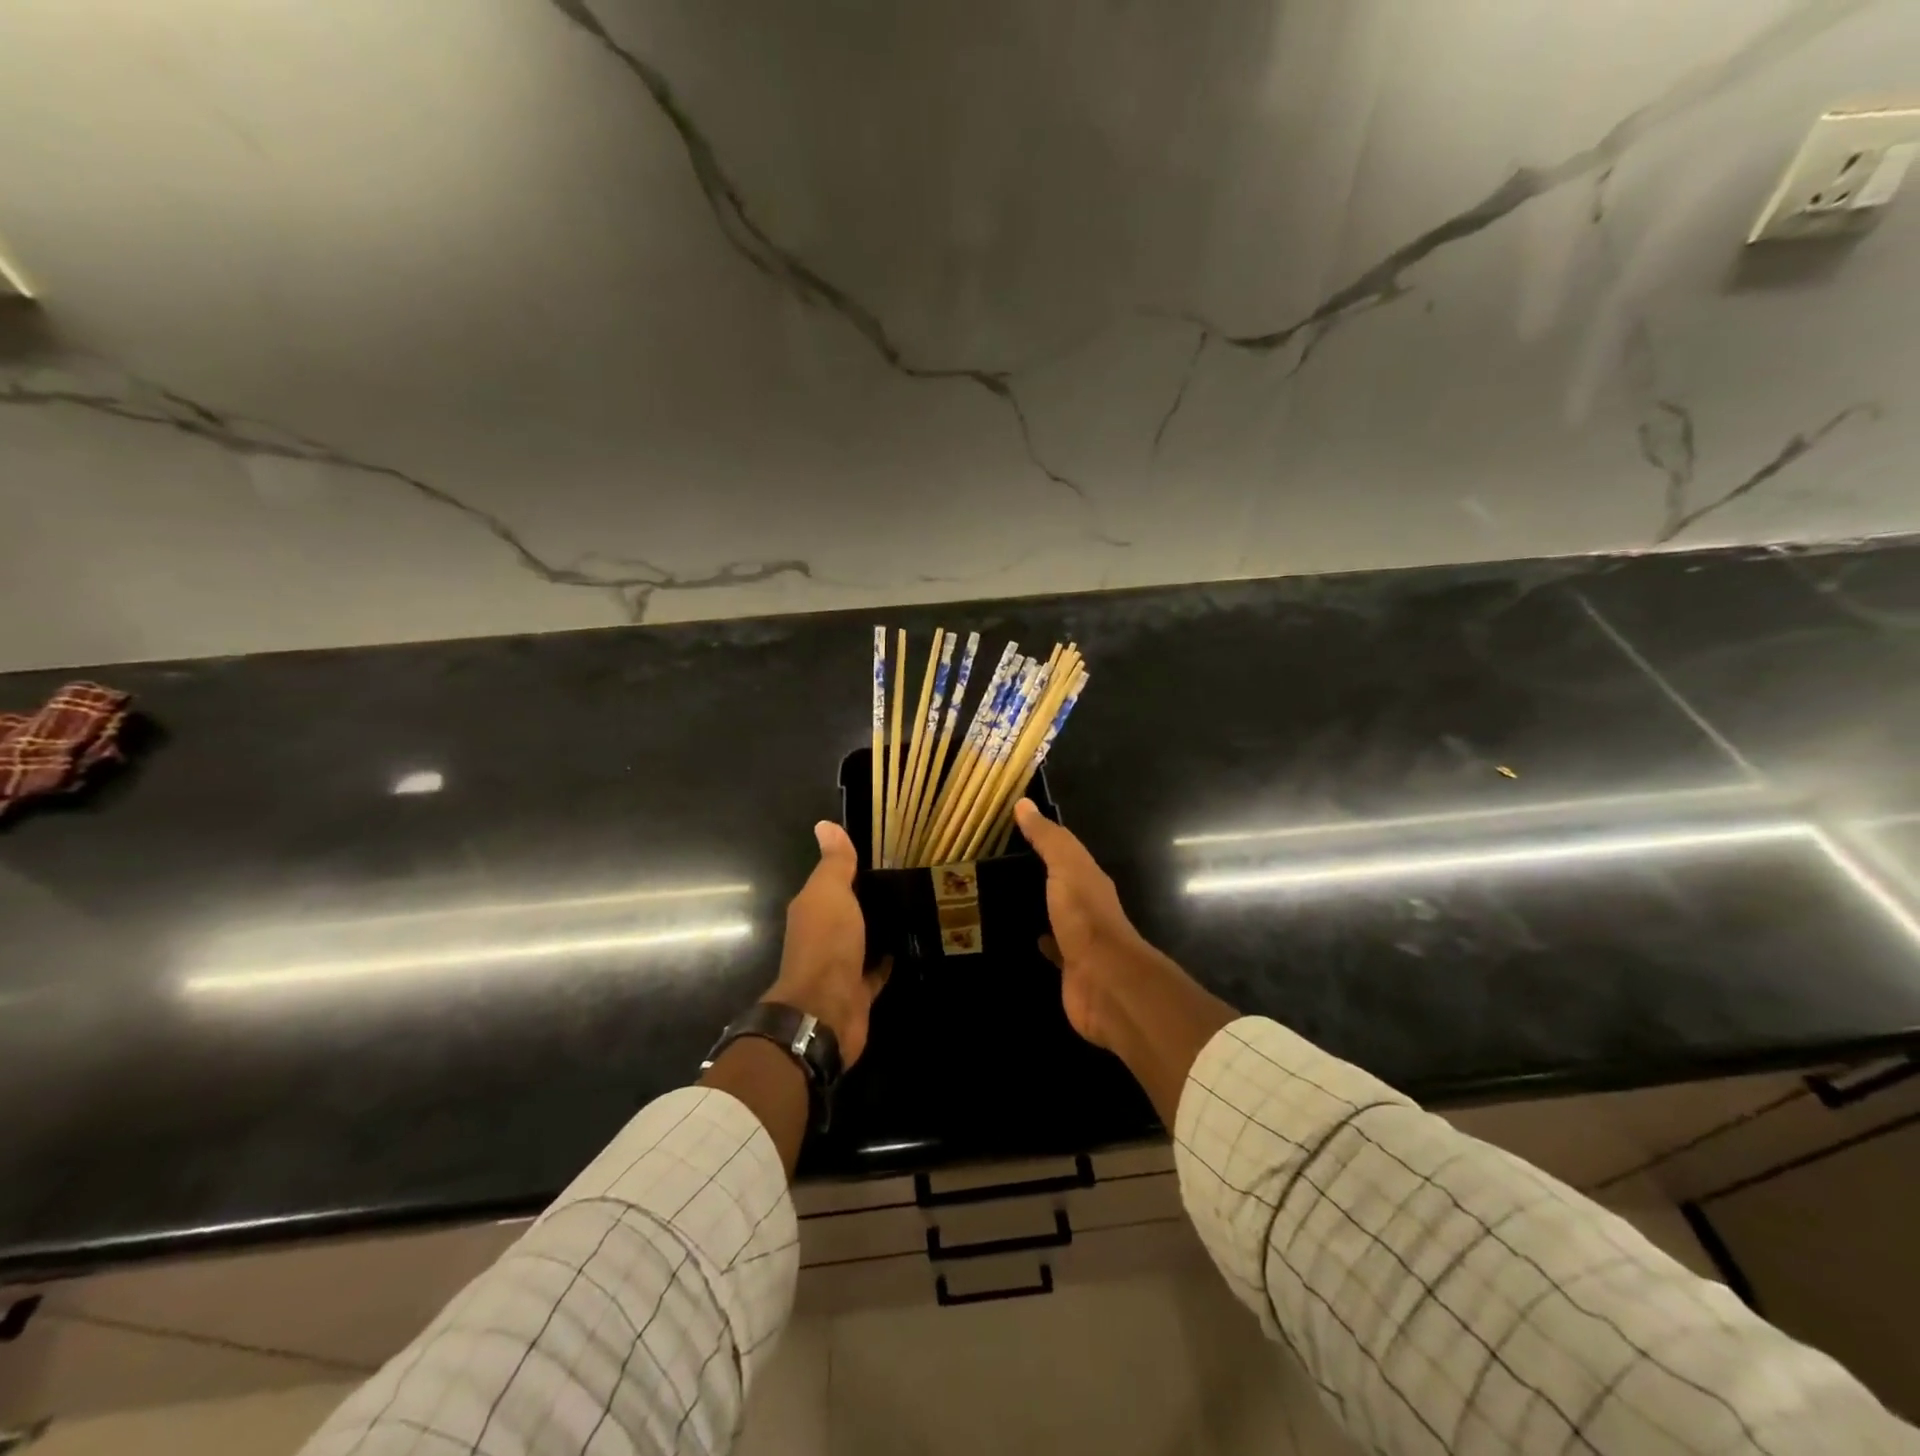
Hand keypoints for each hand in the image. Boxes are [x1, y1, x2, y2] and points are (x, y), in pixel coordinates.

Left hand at [764, 821, 890, 1067]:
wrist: (826, 1011)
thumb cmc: (826, 944)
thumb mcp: (830, 893)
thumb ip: (834, 863)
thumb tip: (825, 824)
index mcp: (812, 909)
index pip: (832, 881)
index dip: (853, 868)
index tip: (886, 853)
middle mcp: (823, 935)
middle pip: (848, 911)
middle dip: (870, 898)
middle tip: (909, 878)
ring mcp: (841, 965)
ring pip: (863, 939)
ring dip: (880, 927)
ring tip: (915, 907)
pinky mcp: (859, 990)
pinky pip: (877, 969)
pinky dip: (890, 958)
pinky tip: (912, 944)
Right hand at [1015, 800, 1235, 1122]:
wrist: (1104, 981)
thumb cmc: (1085, 917)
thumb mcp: (1066, 867)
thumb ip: (1048, 838)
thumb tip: (1024, 803)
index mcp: (1089, 879)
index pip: (1065, 853)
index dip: (1042, 841)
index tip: (1011, 831)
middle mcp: (1087, 906)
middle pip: (1060, 885)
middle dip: (1036, 876)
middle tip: (996, 866)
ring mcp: (1079, 939)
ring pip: (1053, 915)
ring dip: (1035, 908)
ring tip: (999, 898)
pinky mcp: (1068, 968)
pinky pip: (1049, 948)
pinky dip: (1036, 939)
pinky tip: (1016, 936)